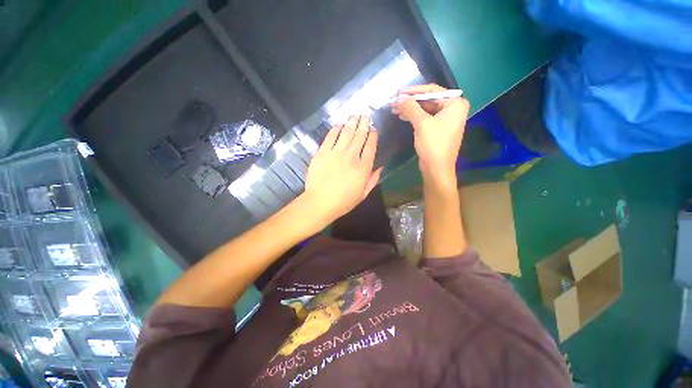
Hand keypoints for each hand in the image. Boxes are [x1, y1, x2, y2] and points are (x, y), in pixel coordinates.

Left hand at [301, 115, 381, 225]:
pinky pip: (331, 136)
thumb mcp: (363, 194)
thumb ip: (373, 179)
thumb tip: (381, 167)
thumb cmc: (343, 201)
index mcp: (363, 167)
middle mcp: (351, 156)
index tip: (373, 129)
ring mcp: (336, 153)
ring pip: (346, 132)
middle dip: (364, 124)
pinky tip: (339, 124)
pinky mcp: (322, 152)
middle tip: (365, 116)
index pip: (370, 146)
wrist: (320, 203)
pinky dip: (336, 128)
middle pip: (360, 135)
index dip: (373, 135)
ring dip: (352, 122)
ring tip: (355, 115)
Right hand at [392, 84, 469, 179]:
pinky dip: (414, 117)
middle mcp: (452, 109)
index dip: (414, 91)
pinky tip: (402, 116)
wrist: (437, 168)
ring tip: (395, 109)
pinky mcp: (438, 128)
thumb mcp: (422, 124)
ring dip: (410, 109)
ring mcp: (445, 119)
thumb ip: (411, 108)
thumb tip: (399, 98)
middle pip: (428, 99)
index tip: (399, 92)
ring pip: (425, 109)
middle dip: (410, 101)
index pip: (432, 90)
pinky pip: (425, 118)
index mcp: (455, 103)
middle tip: (395, 101)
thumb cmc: (433, 144)